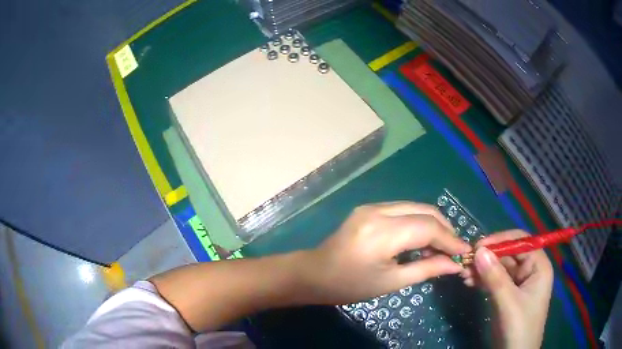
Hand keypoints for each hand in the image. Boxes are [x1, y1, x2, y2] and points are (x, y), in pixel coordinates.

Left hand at [300, 202, 471, 304]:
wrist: (314, 274)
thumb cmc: (350, 285)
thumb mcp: (391, 282)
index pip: (428, 227)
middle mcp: (379, 211)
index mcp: (383, 232)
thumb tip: (454, 265)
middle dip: (445, 228)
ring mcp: (372, 206)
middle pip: (424, 211)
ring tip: (441, 246)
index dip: (450, 239)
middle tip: (454, 249)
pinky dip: (417, 222)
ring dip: (432, 224)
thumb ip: (426, 269)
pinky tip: (422, 239)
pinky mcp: (369, 208)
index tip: (464, 252)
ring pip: (415, 207)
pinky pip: (402, 210)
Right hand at [462, 230, 552, 348]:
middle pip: (508, 254)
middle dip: (488, 257)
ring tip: (464, 274)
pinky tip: (469, 282)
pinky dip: (482, 280)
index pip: (521, 242)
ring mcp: (518, 283)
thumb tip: (479, 250)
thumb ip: (495, 277)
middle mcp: (530, 270)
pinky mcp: (507, 294)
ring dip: (482, 269)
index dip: (501, 240)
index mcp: (538, 266)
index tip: (478, 246)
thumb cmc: (519, 327)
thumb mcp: (508, 302)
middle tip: (466, 262)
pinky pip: (494, 280)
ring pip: (499, 267)